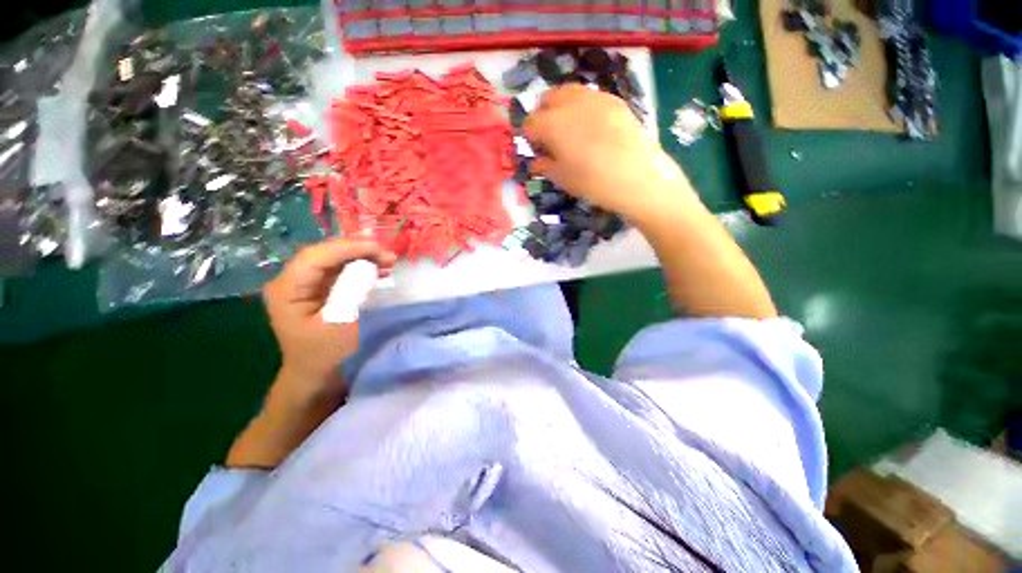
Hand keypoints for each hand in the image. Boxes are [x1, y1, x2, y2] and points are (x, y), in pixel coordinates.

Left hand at [262, 238, 396, 397]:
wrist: (315, 373)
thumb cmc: (326, 353)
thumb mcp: (341, 324)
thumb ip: (352, 292)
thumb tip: (368, 266)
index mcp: (286, 290)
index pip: (315, 257)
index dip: (347, 248)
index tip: (378, 248)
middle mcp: (291, 280)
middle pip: (325, 253)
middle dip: (358, 250)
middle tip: (388, 255)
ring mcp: (304, 283)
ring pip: (334, 259)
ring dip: (362, 257)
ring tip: (388, 261)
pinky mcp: (318, 288)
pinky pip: (340, 269)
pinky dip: (361, 267)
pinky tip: (379, 270)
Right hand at [523, 85, 691, 220]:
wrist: (637, 176)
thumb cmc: (593, 182)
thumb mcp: (563, 179)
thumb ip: (545, 166)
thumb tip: (534, 163)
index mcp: (552, 124)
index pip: (529, 123)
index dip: (529, 137)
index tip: (536, 149)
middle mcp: (570, 103)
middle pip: (548, 99)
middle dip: (544, 115)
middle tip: (551, 137)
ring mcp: (595, 97)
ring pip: (569, 92)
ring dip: (563, 108)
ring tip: (571, 130)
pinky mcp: (614, 100)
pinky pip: (591, 97)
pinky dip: (583, 107)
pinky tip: (592, 128)